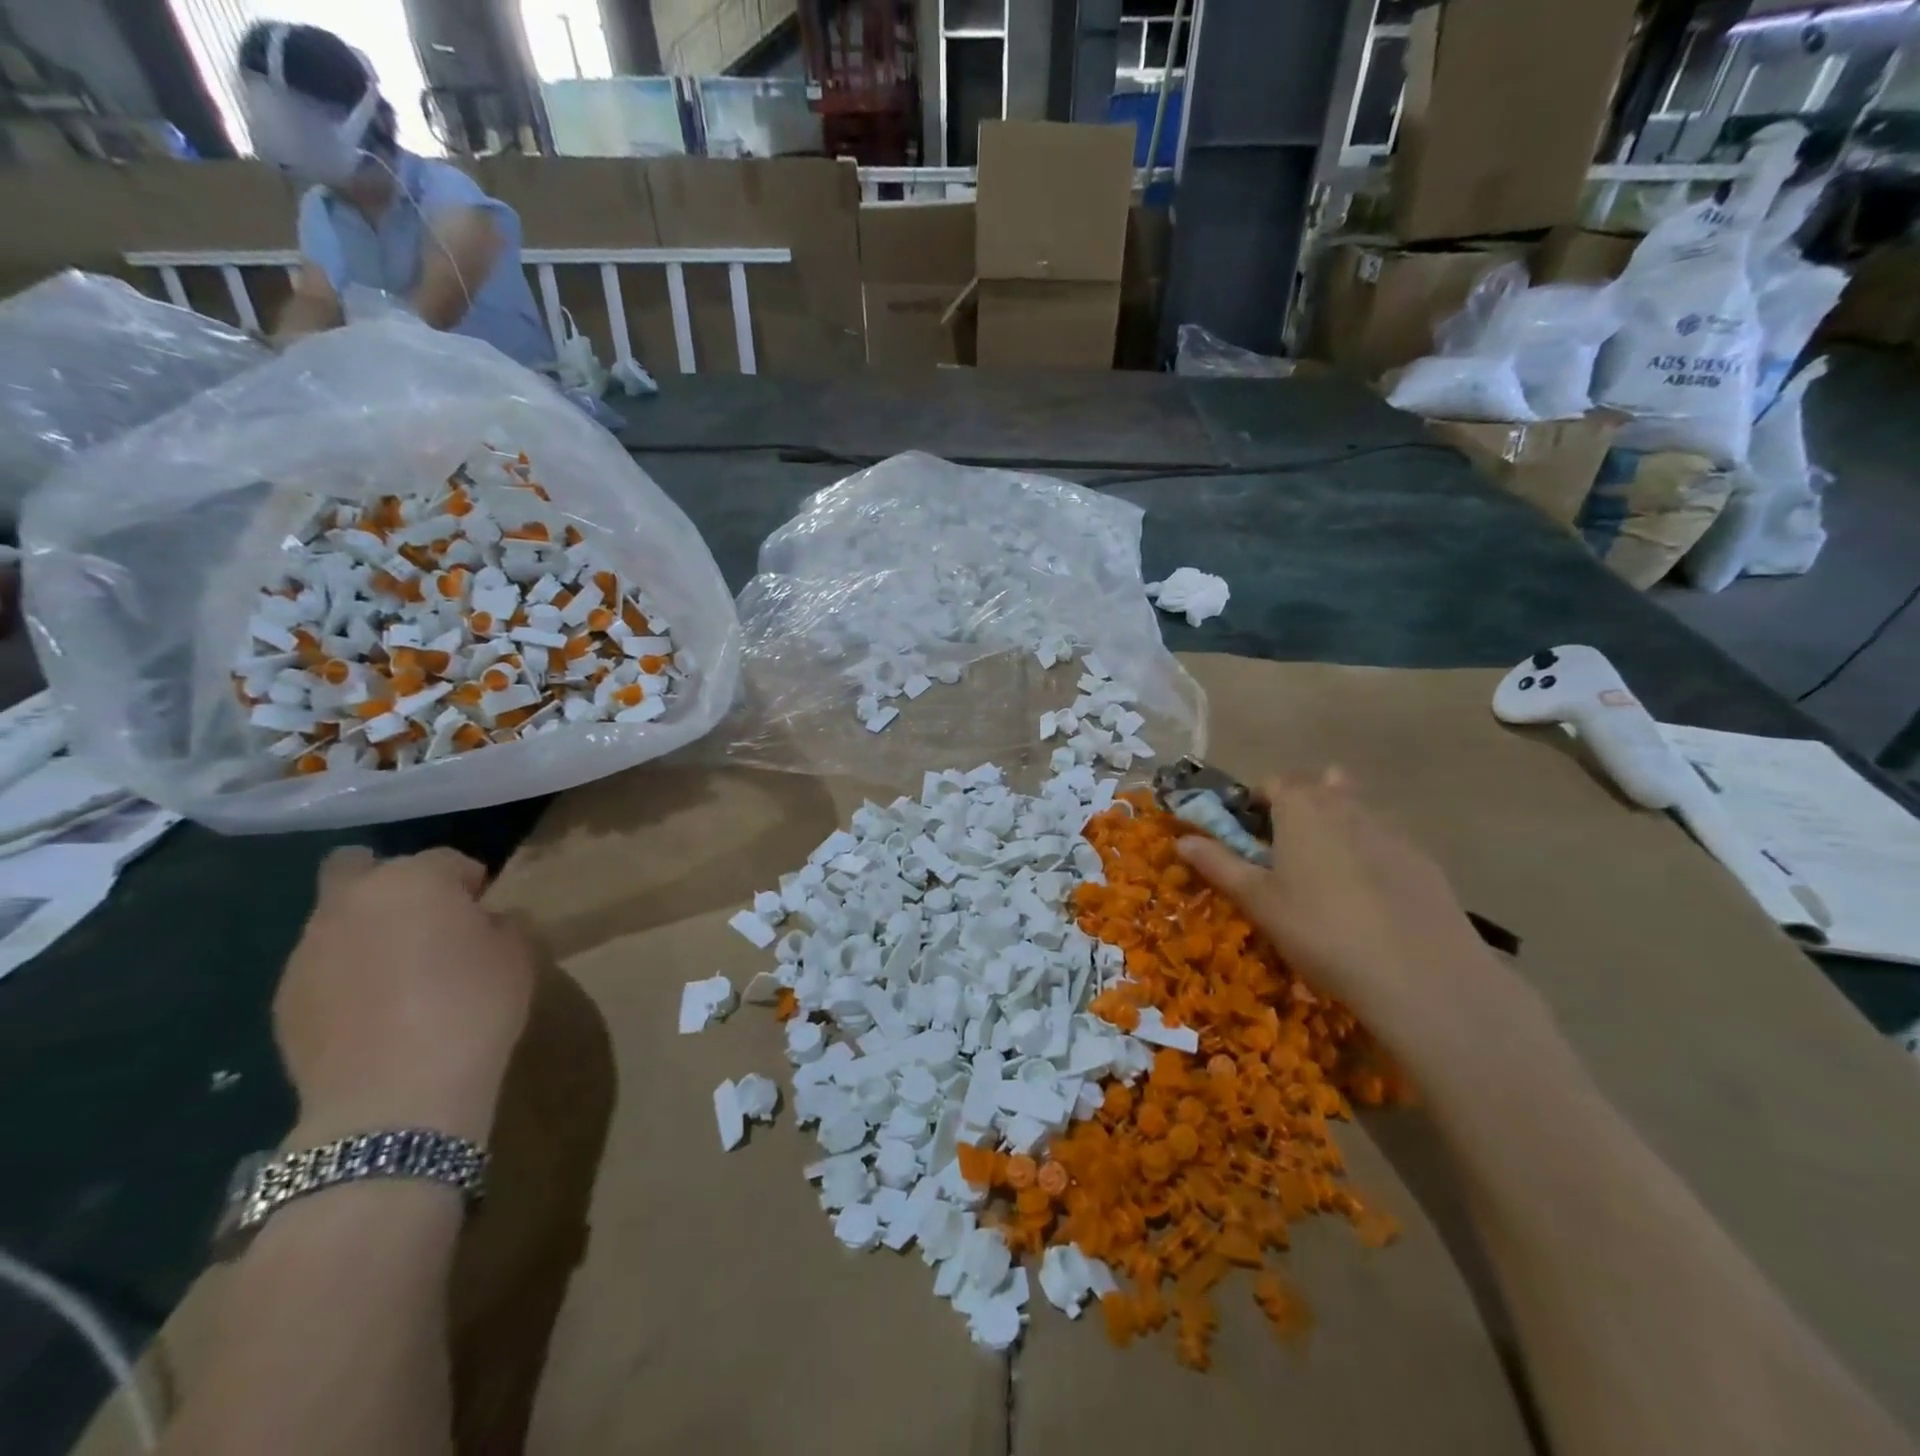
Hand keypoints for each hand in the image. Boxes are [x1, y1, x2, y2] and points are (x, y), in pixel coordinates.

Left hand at [276, 848, 537, 1145]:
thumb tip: (485, 923)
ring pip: (336, 920)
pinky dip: (346, 977)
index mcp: (414, 881)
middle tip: (425, 923)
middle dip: (390, 884)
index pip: (447, 860)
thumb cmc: (473, 1009)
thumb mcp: (518, 956)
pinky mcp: (284, 1000)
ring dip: (366, 933)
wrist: (397, 1099)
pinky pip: (322, 969)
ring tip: (400, 976)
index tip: (485, 913)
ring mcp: (308, 952)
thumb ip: (502, 924)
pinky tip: (375, 1013)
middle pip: (358, 866)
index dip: (470, 884)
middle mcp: (351, 903)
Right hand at [1176, 769, 1538, 1074]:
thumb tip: (1181, 839)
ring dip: (1335, 825)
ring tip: (1323, 870)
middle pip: (1317, 788)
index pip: (1274, 782)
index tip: (1247, 831)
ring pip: (1355, 812)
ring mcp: (1391, 831)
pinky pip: (1385, 842)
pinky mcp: (1424, 861)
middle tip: (1283, 850)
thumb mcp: (1258, 901)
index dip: (1256, 800)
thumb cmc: (1321, 931)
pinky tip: (1368, 896)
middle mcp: (1346, 806)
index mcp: (1302, 808)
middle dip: (1297, 807)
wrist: (1422, 976)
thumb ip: (1219, 864)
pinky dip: (1369, 853)